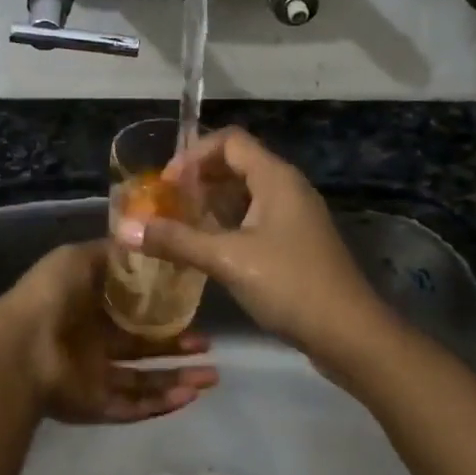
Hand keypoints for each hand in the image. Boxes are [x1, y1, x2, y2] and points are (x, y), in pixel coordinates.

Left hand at [0, 241, 218, 423]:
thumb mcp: (79, 258)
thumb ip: (109, 254)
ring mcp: (95, 377)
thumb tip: (140, 242)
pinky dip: (162, 403)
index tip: (192, 306)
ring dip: (178, 379)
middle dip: (177, 347)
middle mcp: (94, 344)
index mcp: (89, 309)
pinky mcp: (97, 406)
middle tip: (208, 345)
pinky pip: (134, 406)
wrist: (22, 345)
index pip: (131, 311)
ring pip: (145, 381)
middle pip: (143, 348)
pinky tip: (190, 395)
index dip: (160, 310)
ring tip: (212, 376)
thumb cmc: (51, 296)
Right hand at [115, 127, 392, 371]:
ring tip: (179, 225)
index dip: (194, 154)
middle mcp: (287, 188)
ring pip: (246, 194)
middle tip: (166, 203)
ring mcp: (295, 217)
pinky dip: (228, 225)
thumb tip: (125, 228)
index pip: (230, 141)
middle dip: (199, 179)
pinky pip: (255, 219)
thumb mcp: (227, 259)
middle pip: (237, 164)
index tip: (166, 184)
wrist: (350, 334)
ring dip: (212, 204)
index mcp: (276, 178)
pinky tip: (207, 250)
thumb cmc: (289, 284)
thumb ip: (176, 240)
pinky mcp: (296, 243)